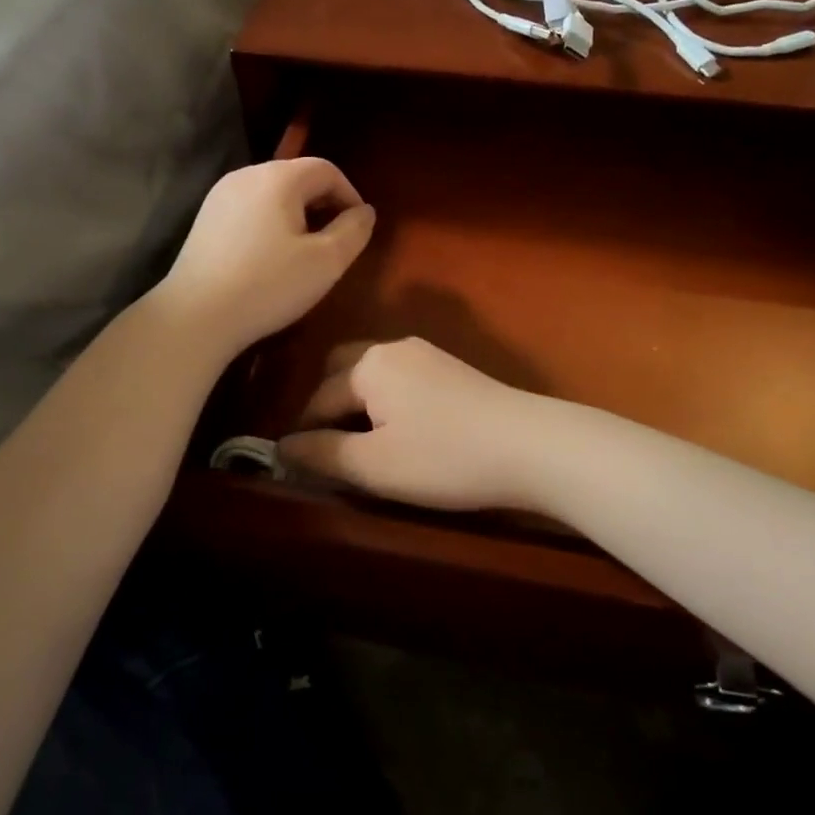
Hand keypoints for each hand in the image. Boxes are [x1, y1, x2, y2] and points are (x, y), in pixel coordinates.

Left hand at [161, 159, 375, 357]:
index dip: (349, 195)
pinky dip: (269, 223)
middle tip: (334, 242)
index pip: (326, 169)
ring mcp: (219, 196)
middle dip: (322, 204)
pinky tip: (269, 257)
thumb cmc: (269, 285)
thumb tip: (365, 212)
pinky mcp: (204, 219)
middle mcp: (246, 175)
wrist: (197, 316)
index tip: (358, 229)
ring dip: (296, 215)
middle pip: (297, 177)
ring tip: (304, 251)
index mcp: (278, 177)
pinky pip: (249, 209)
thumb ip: (353, 231)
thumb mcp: (326, 262)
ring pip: (272, 194)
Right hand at [277, 338, 541, 510]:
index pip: (317, 399)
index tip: (295, 467)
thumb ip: (322, 454)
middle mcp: (394, 348)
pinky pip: (401, 379)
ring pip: (373, 374)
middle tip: (326, 449)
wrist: (532, 447)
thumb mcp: (375, 465)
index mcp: (369, 364)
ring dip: (357, 403)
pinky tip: (399, 431)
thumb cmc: (445, 458)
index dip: (303, 435)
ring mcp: (427, 355)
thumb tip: (281, 447)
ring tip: (359, 444)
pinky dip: (386, 401)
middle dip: (326, 406)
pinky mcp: (452, 370)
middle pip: (342, 371)